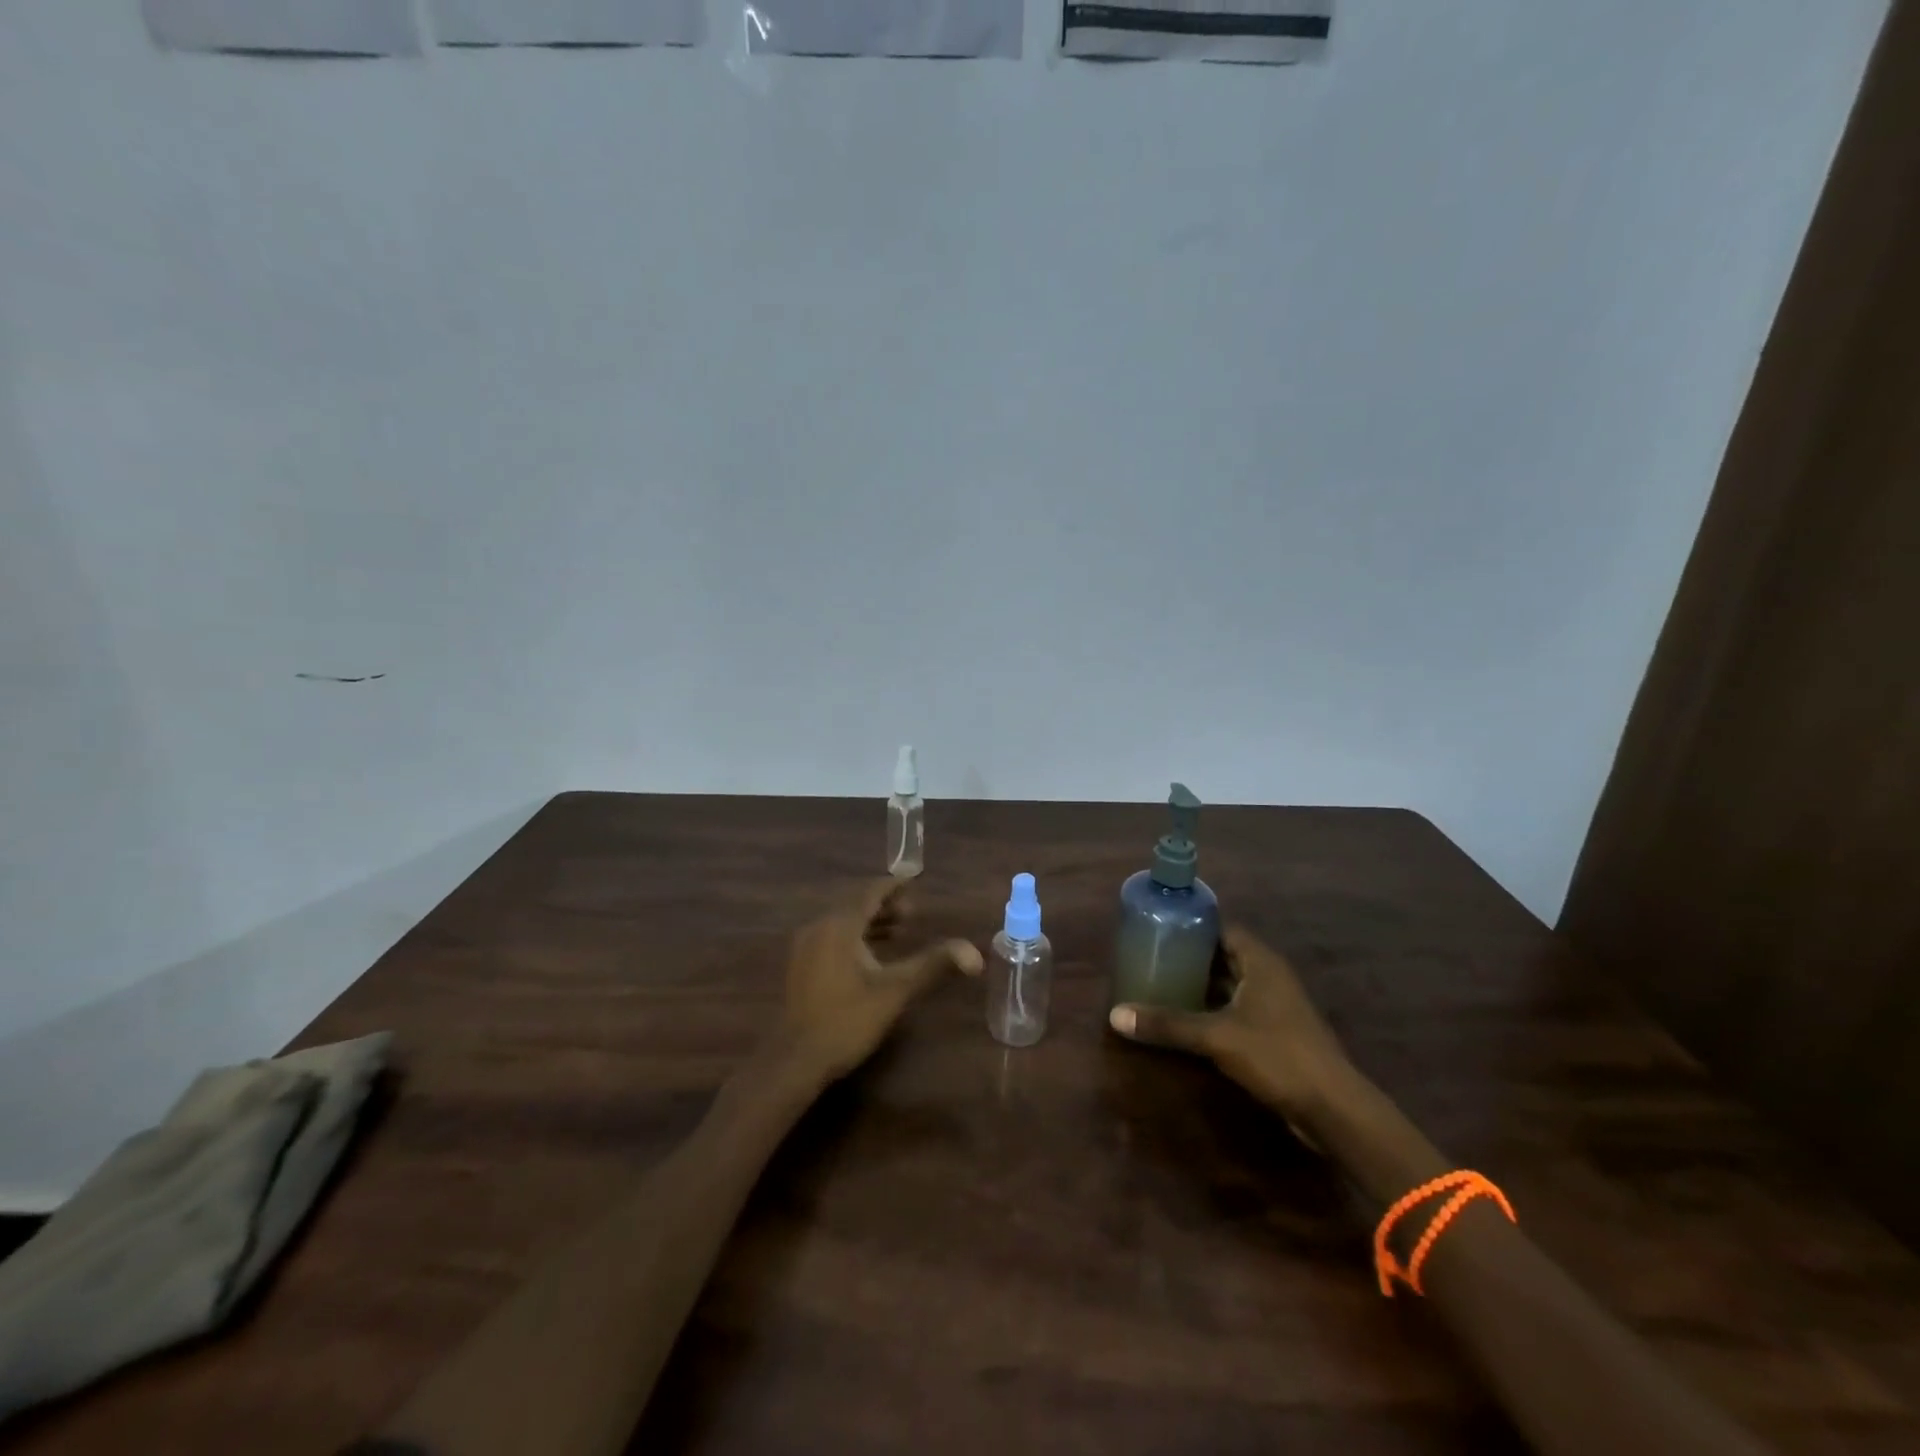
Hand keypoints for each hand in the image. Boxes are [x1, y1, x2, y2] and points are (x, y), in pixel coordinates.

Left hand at [780, 877, 981, 1082]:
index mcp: (840, 925)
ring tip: (898, 931)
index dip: (893, 885)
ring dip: (870, 921)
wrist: (797, 1059)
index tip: (913, 878)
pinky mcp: (800, 965)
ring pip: (842, 921)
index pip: (870, 892)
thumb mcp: (896, 990)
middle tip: (912, 912)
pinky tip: (869, 955)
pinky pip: (831, 936)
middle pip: (855, 904)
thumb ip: (933, 965)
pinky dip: (854, 936)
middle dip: (884, 904)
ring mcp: (805, 946)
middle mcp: (819, 927)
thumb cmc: (848, 1019)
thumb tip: (974, 953)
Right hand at [1108, 925, 1355, 1135]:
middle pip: (1224, 955)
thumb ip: (1168, 1024)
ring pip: (1230, 984)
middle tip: (1152, 957)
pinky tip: (1186, 1019)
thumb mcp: (1216, 1036)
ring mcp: (1275, 1005)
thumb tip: (1115, 1016)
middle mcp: (1269, 976)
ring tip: (1161, 984)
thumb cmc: (1277, 1055)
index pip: (1222, 928)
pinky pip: (1236, 1009)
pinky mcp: (1275, 1033)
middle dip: (1190, 957)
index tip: (1159, 928)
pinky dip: (1212, 1009)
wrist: (1332, 1109)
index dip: (1192, 926)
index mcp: (1261, 962)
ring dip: (1201, 985)